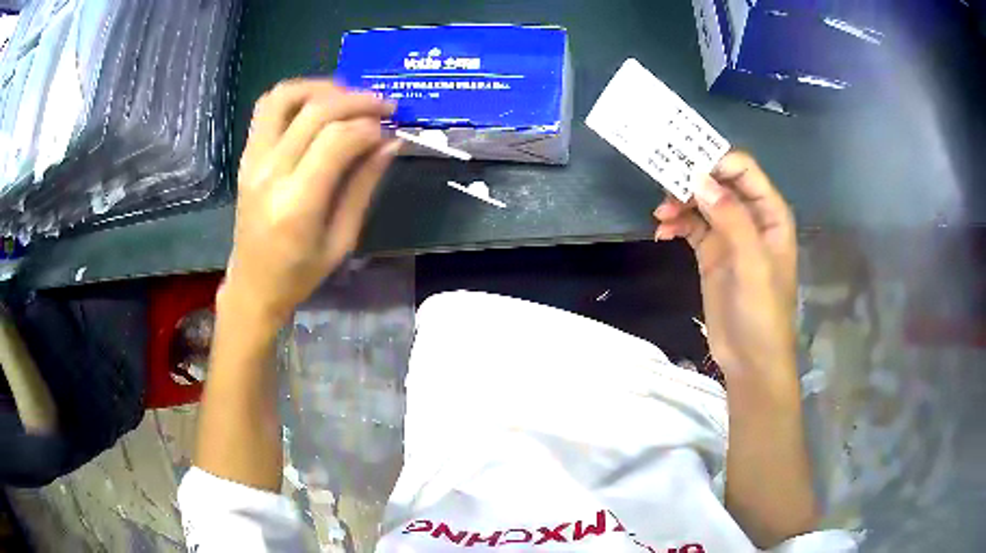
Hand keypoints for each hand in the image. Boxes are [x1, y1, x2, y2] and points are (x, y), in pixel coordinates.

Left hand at [223, 79, 398, 323]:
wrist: (253, 285)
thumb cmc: (300, 273)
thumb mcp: (343, 239)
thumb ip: (364, 185)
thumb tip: (390, 141)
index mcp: (297, 204)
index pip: (337, 140)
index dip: (370, 126)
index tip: (390, 129)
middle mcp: (270, 173)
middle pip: (315, 111)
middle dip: (357, 100)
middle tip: (383, 106)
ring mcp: (253, 160)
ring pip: (285, 97)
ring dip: (322, 87)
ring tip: (349, 98)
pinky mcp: (247, 155)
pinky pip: (268, 107)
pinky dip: (296, 94)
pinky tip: (319, 104)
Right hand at [653, 152, 796, 377]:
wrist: (750, 360)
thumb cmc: (762, 312)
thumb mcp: (752, 264)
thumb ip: (731, 218)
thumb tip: (699, 178)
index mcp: (769, 213)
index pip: (743, 170)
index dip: (716, 162)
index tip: (685, 167)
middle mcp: (750, 217)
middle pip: (719, 182)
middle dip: (692, 180)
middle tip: (664, 187)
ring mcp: (730, 235)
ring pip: (702, 202)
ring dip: (680, 203)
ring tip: (661, 215)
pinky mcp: (712, 253)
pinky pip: (691, 226)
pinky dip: (676, 224)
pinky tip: (662, 232)